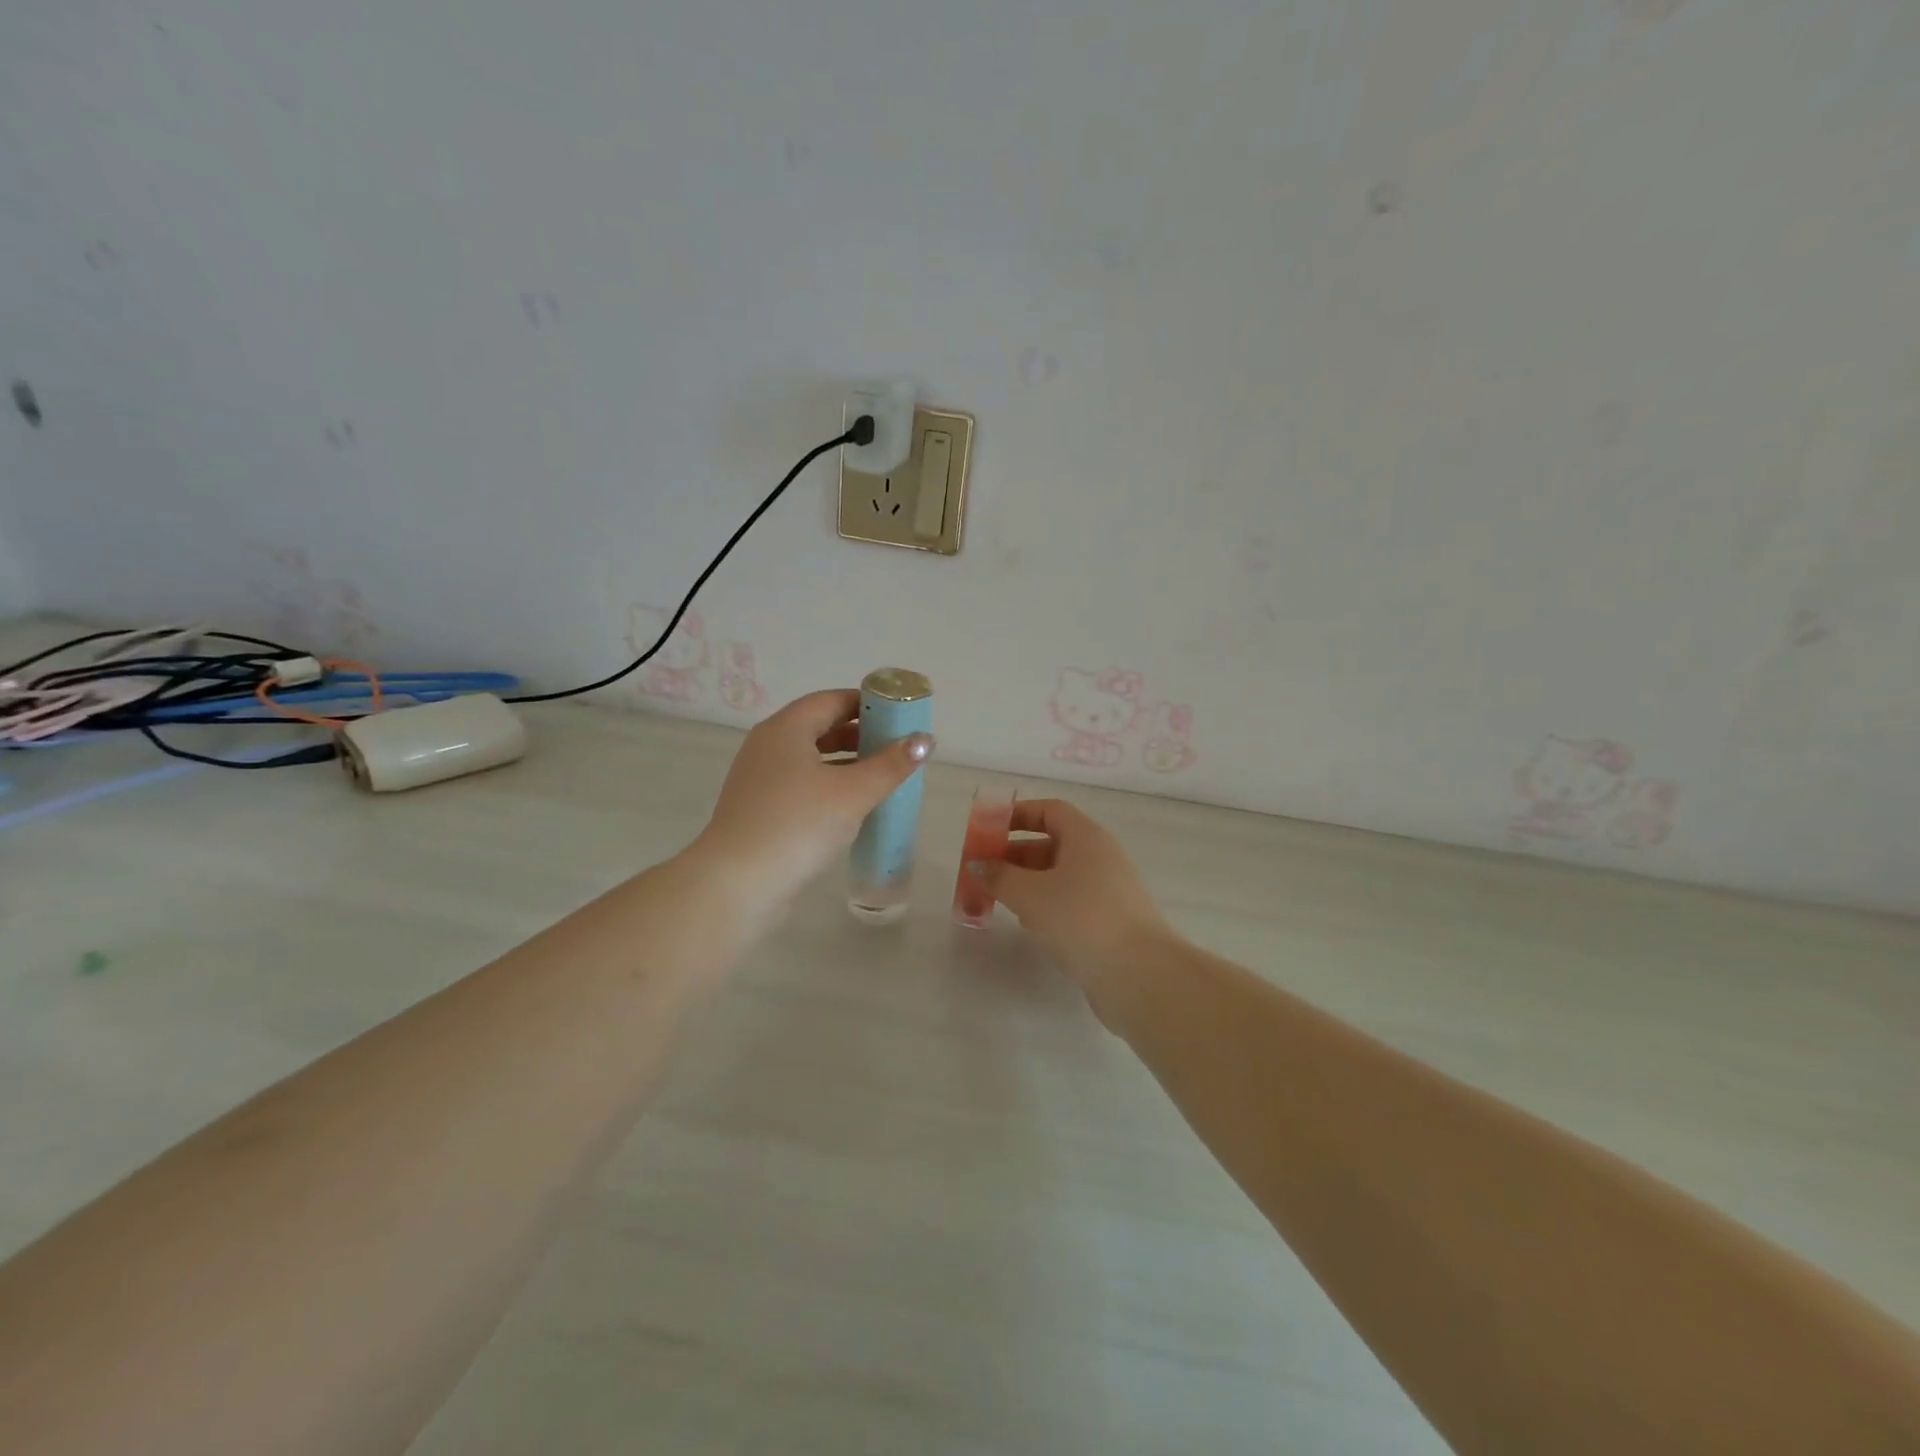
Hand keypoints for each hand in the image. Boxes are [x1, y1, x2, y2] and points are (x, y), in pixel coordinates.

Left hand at [692, 689, 932, 917]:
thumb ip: (891, 765)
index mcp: (786, 729)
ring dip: (847, 762)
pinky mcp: (760, 808)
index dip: (868, 703)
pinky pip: (801, 784)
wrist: (738, 883)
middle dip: (861, 734)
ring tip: (883, 776)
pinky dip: (829, 785)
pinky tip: (853, 806)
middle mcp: (768, 745)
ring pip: (811, 758)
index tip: (900, 715)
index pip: (832, 700)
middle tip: (897, 747)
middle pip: (820, 727)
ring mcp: (760, 778)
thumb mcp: (853, 793)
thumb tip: (925, 740)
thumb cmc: (798, 825)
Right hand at [969, 800, 1172, 994]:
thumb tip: (977, 864)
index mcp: (1087, 837)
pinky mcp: (1110, 920)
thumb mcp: (1030, 894)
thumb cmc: (1080, 919)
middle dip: (1015, 854)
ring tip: (998, 898)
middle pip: (1053, 843)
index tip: (988, 830)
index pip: (1050, 811)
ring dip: (1028, 882)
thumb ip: (999, 876)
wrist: (1138, 974)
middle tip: (984, 871)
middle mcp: (1101, 857)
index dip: (1017, 815)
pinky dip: (1046, 904)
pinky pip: (1071, 901)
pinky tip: (1028, 924)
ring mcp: (1109, 890)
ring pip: (1060, 875)